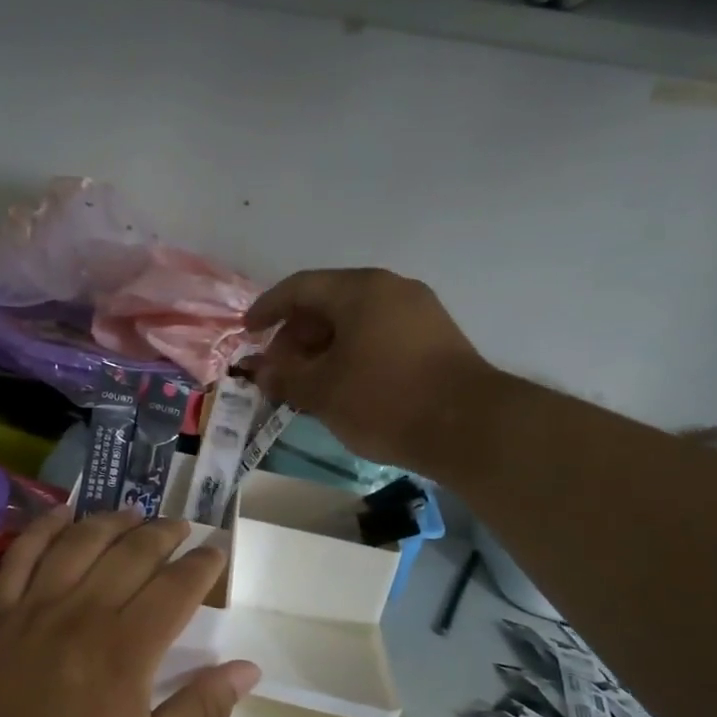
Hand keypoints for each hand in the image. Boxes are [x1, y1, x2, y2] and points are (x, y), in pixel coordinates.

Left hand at [0, 509, 259, 716]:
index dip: (202, 564)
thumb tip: (248, 668)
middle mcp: (81, 615)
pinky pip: (20, 555)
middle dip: (163, 534)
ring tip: (134, 513)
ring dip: (112, 522)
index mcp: (125, 652)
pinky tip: (62, 513)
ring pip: (80, 543)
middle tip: (181, 526)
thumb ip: (202, 710)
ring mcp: (33, 610)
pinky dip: (43, 527)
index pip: (175, 587)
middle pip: (131, 554)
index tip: (216, 550)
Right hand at [245, 267, 490, 467]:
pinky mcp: (435, 339)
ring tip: (306, 383)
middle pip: (328, 303)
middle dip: (295, 336)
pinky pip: (378, 335)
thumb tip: (261, 373)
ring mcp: (418, 312)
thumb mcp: (322, 391)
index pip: (299, 288)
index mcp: (359, 290)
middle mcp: (391, 289)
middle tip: (278, 369)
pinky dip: (351, 353)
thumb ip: (284, 377)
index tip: (247, 332)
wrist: (469, 428)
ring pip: (354, 321)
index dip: (267, 308)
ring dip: (322, 348)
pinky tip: (342, 386)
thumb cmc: (384, 399)